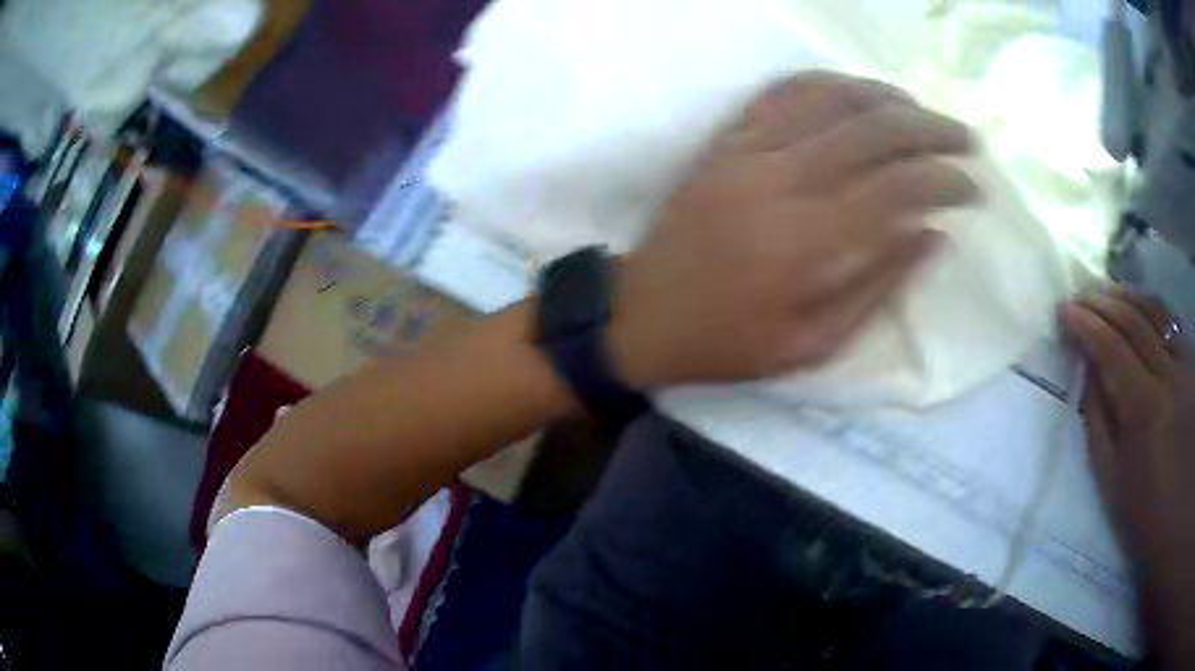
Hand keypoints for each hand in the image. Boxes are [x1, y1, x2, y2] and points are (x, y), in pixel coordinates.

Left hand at [608, 72, 977, 387]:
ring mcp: (748, 151)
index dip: (945, 181)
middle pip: (874, 130)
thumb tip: (934, 235)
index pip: (899, 188)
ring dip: (884, 97)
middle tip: (965, 139)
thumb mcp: (813, 345)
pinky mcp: (726, 141)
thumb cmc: (730, 343)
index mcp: (810, 242)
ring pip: (830, 98)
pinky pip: (781, 93)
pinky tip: (856, 92)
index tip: (973, 187)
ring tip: (920, 111)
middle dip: (931, 129)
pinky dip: (827, 84)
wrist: (642, 315)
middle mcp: (783, 180)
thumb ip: (879, 285)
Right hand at [1060, 289, 1194, 584]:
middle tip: (1079, 296)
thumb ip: (1099, 422)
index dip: (1085, 324)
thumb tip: (1086, 372)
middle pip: (1134, 321)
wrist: (1177, 522)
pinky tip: (1139, 307)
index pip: (1112, 348)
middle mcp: (1169, 375)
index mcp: (1145, 410)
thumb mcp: (1113, 484)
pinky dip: (1151, 307)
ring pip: (1156, 311)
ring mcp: (1185, 366)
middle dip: (1103, 302)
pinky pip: (1171, 323)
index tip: (1062, 311)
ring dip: (1128, 296)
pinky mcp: (1193, 366)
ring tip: (1106, 292)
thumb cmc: (1144, 517)